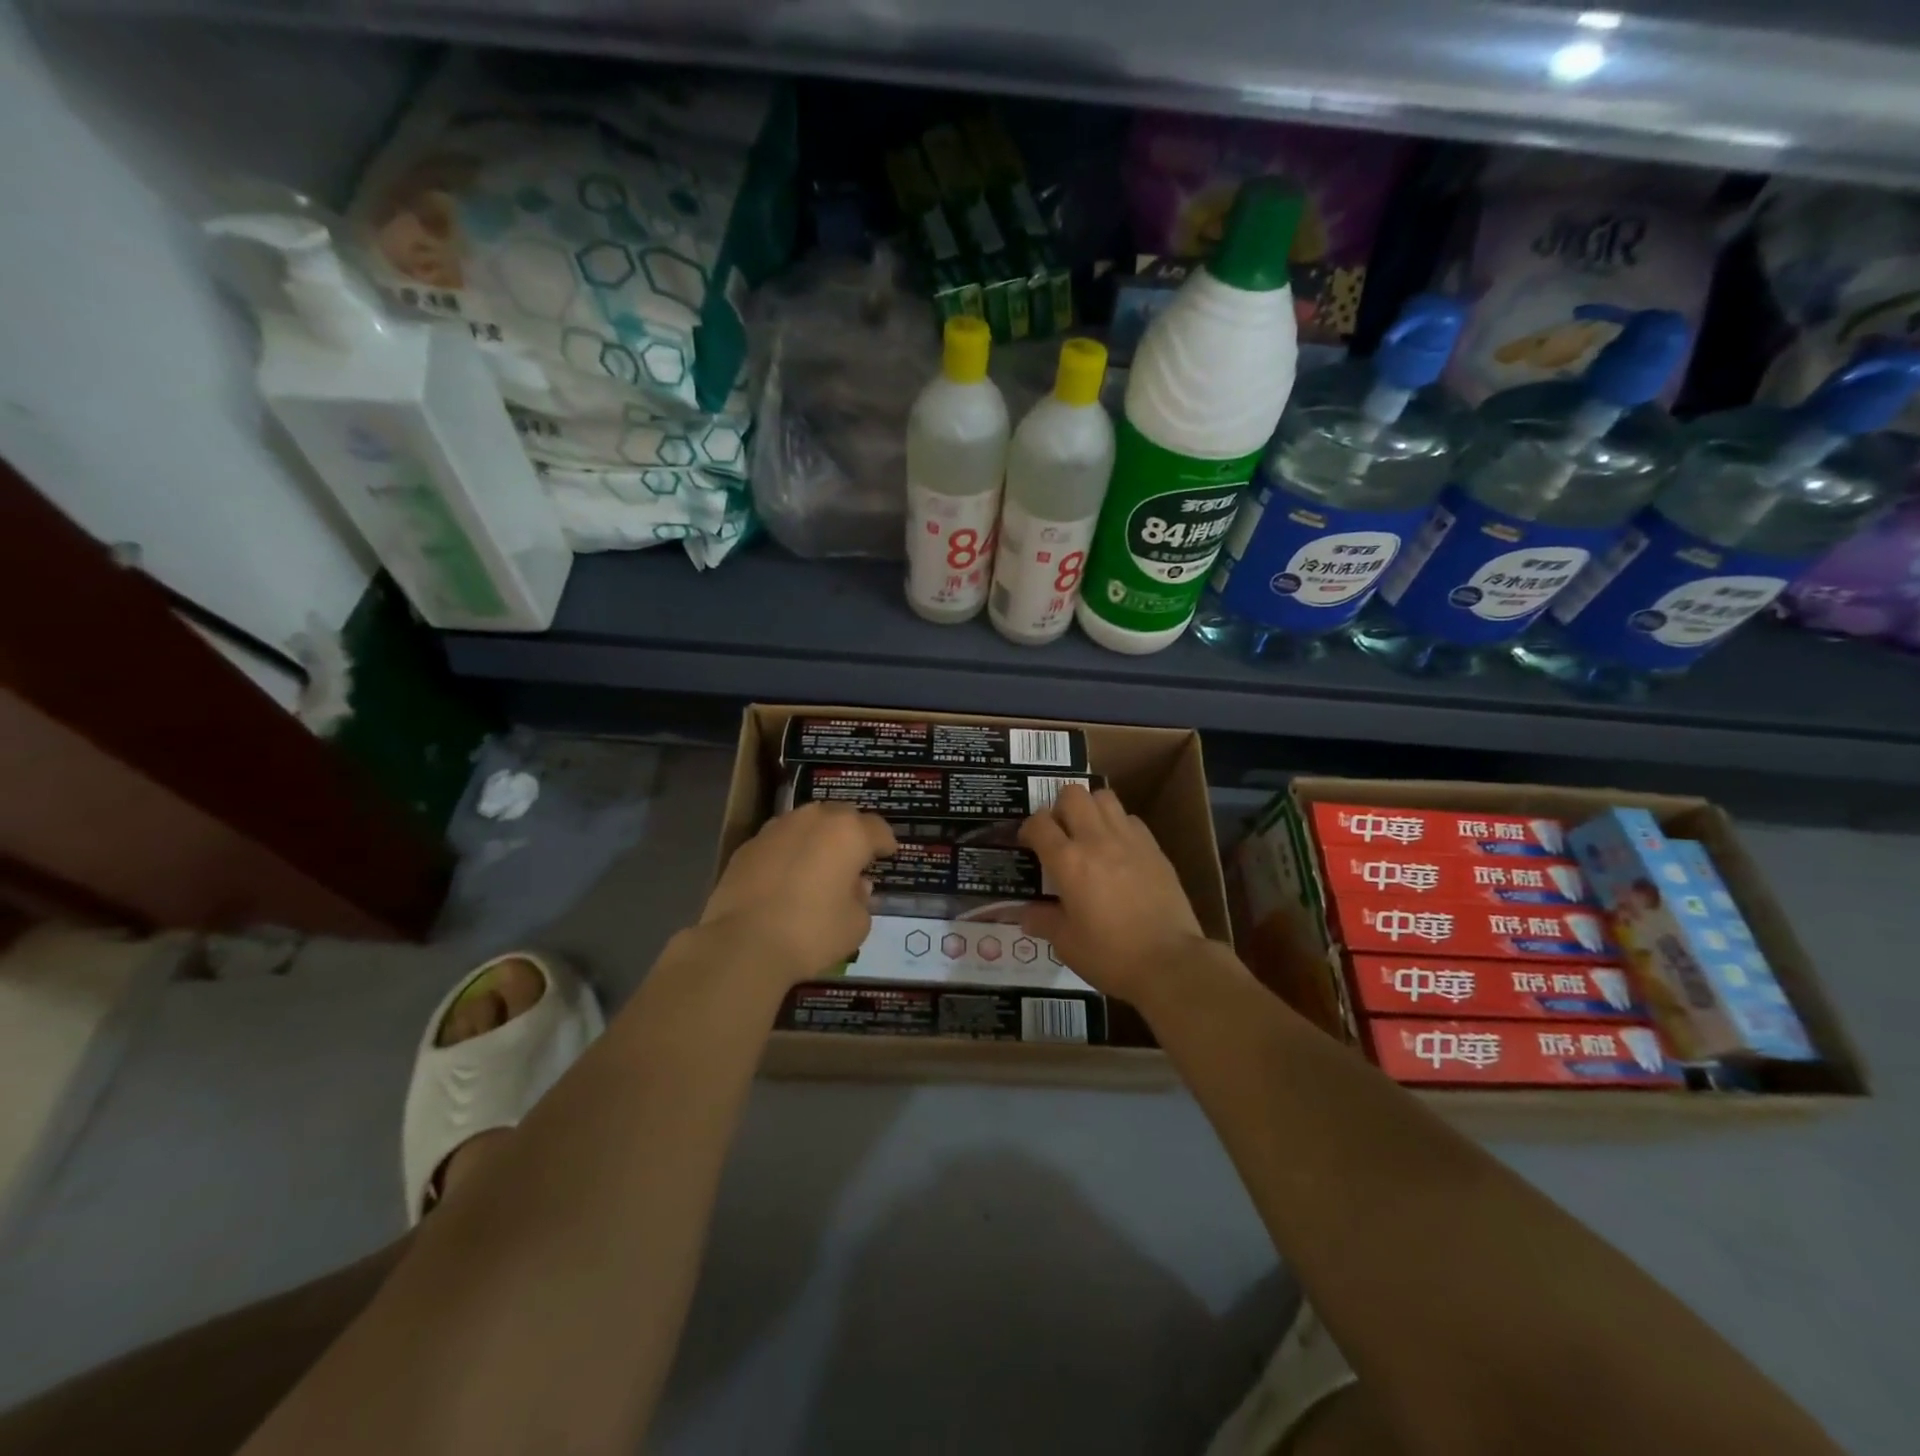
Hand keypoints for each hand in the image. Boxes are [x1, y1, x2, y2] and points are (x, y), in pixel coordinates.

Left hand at [701, 803, 896, 983]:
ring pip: (806, 823)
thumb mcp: (856, 925)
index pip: (877, 828)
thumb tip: (856, 885)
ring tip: (819, 863)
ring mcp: (777, 829)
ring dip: (817, 838)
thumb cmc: (812, 933)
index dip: (885, 842)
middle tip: (854, 857)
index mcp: (848, 833)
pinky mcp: (748, 845)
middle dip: (851, 833)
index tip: (887, 855)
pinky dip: (789, 852)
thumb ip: (862, 899)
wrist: (743, 944)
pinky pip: (779, 841)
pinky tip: (787, 876)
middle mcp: (813, 819)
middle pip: (841, 816)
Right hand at [1018, 785, 1211, 1006]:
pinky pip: (1130, 819)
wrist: (1171, 962)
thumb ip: (1043, 921)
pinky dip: (1118, 825)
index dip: (1028, 829)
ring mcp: (1129, 840)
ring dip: (1090, 808)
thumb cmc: (1111, 955)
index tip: (1027, 844)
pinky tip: (1118, 850)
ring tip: (1088, 833)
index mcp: (1068, 862)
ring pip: (1104, 797)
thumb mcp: (1066, 944)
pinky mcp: (1154, 848)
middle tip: (1059, 833)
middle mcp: (1097, 840)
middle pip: (1072, 795)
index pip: (1039, 823)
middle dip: (1059, 807)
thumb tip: (1025, 913)